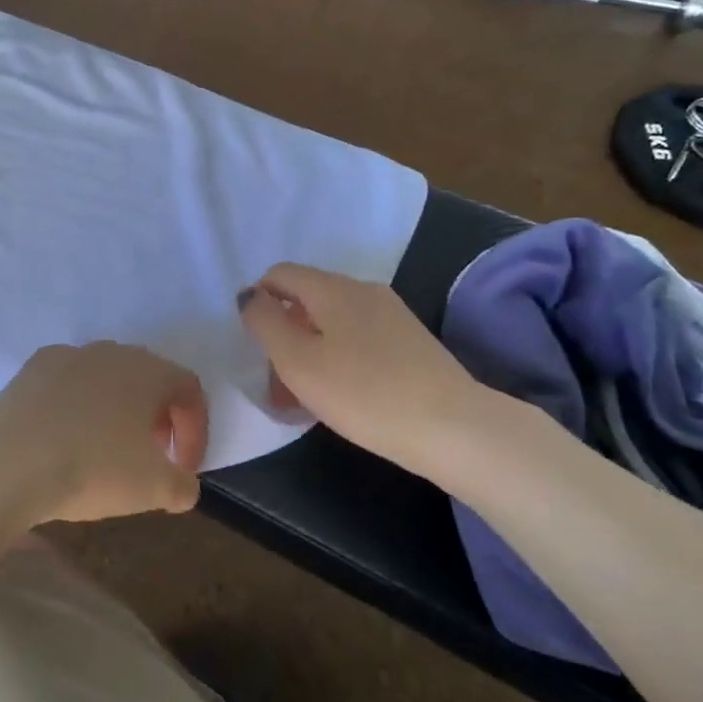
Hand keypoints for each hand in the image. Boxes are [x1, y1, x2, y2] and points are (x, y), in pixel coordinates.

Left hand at [0, 342, 208, 524]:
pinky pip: (68, 384)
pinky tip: (65, 438)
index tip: (185, 468)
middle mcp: (112, 352)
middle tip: (151, 457)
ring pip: (106, 379)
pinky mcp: (32, 368)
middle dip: (157, 418)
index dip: (195, 430)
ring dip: (116, 410)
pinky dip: (77, 407)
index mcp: (149, 371)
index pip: (189, 390)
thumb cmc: (93, 468)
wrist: (8, 462)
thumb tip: (184, 486)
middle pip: (148, 379)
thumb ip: (183, 486)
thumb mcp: (155, 489)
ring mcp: (68, 355)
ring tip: (106, 449)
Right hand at [238, 264, 503, 479]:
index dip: (258, 301)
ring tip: (304, 399)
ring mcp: (392, 314)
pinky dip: (338, 359)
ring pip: (332, 322)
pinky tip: (342, 396)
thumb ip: (266, 323)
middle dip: (283, 334)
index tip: (254, 346)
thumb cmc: (364, 393)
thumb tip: (250, 296)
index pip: (280, 274)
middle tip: (276, 384)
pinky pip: (358, 339)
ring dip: (309, 352)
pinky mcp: (410, 341)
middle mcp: (363, 289)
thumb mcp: (298, 362)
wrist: (453, 427)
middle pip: (307, 299)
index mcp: (333, 288)